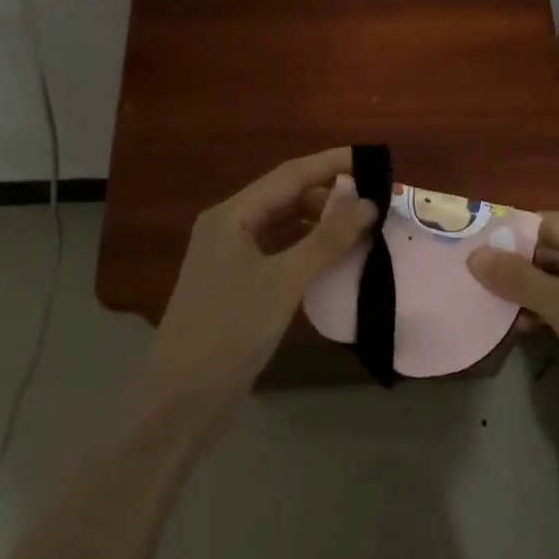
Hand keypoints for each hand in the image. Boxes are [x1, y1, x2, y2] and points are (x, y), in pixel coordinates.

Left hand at [146, 148, 376, 424]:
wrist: (183, 398)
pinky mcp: (238, 284)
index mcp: (232, 215)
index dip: (332, 164)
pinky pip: (279, 252)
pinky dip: (308, 249)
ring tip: (362, 228)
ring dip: (320, 223)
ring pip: (283, 226)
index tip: (373, 160)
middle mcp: (229, 227)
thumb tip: (368, 203)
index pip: (290, 174)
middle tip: (375, 202)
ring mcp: (231, 257)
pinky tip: (334, 258)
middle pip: (286, 197)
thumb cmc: (231, 330)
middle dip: (329, 196)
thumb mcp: (284, 281)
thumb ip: (327, 240)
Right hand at [468, 213, 558, 451]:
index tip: (471, 251)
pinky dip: (551, 309)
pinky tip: (522, 324)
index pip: (552, 224)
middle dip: (519, 268)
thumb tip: (474, 255)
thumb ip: (519, 278)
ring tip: (493, 306)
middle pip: (558, 249)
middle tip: (476, 281)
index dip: (511, 237)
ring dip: (531, 292)